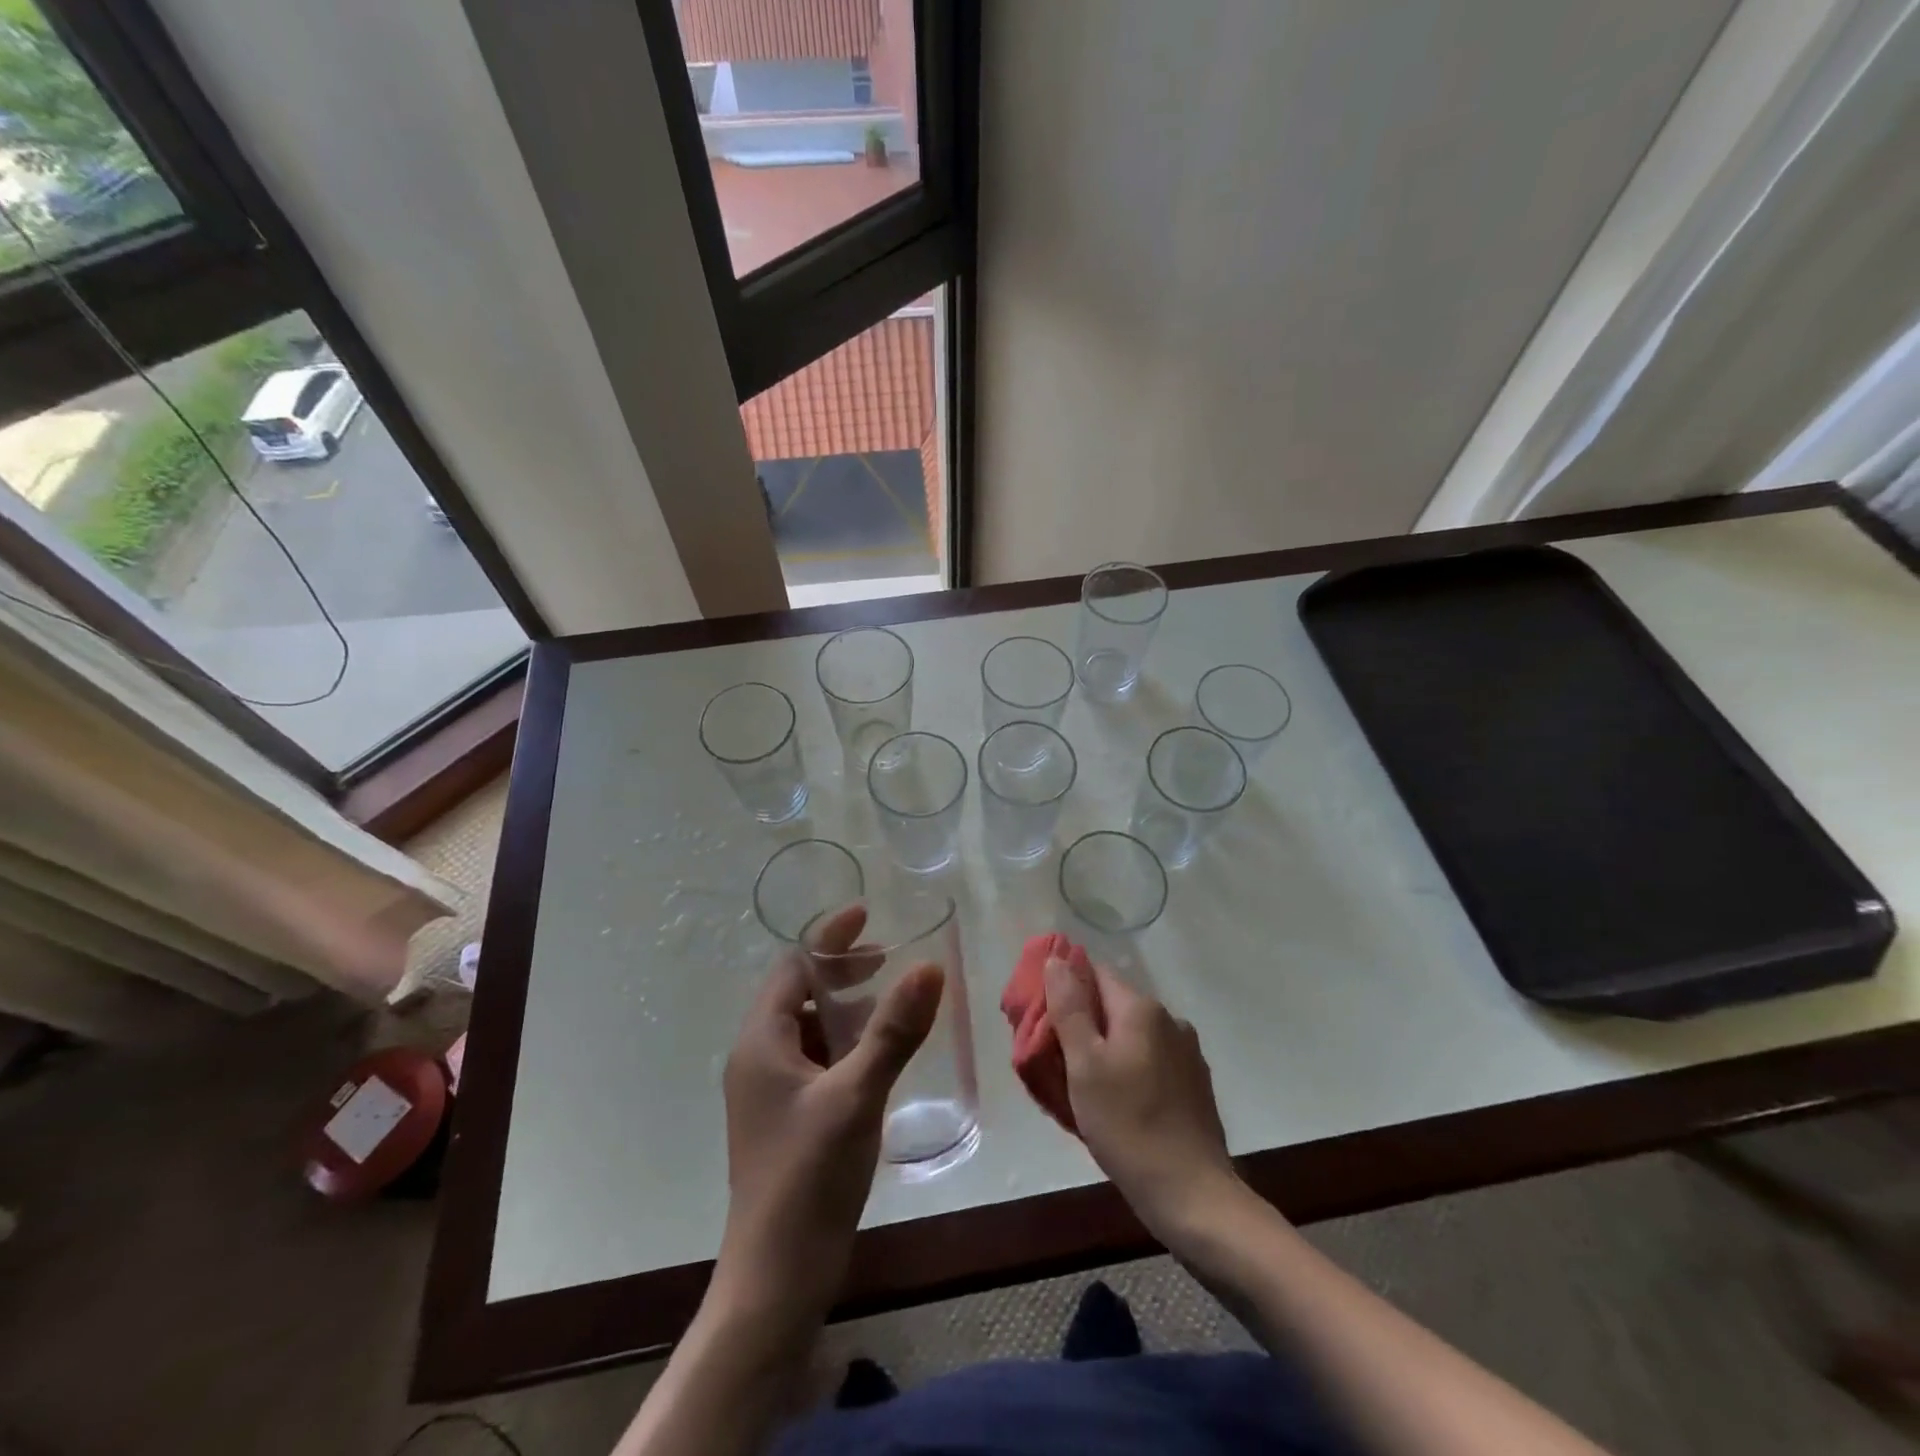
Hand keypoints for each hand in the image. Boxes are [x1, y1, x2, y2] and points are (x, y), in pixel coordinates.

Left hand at [715, 905, 942, 1328]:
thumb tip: (928, 966)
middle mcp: (758, 1058)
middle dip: (842, 971)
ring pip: (810, 1028)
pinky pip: (817, 1060)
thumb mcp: (857, 1095)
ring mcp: (771, 1092)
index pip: (792, 966)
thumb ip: (893, 1030)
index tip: (868, 915)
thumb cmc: (809, 1177)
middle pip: (799, 993)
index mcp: (761, 1042)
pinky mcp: (788, 1118)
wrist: (777, 1278)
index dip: (829, 938)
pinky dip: (846, 1043)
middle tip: (889, 958)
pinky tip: (880, 1055)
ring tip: (892, 1001)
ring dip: (847, 1008)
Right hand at [1045, 955, 1238, 1239]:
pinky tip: (1118, 1103)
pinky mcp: (1195, 1085)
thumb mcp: (1085, 1066)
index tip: (1044, 1019)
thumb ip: (1069, 1008)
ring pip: (1133, 1036)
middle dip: (1084, 1024)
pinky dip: (1131, 1070)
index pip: (1095, 974)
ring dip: (1107, 1049)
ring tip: (1084, 1086)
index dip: (1066, 989)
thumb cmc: (1128, 1125)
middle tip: (1057, 1059)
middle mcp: (1169, 1020)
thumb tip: (1057, 960)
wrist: (1192, 1195)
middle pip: (1114, 1005)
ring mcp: (1187, 1053)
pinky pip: (1151, 1061)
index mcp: (1142, 1009)